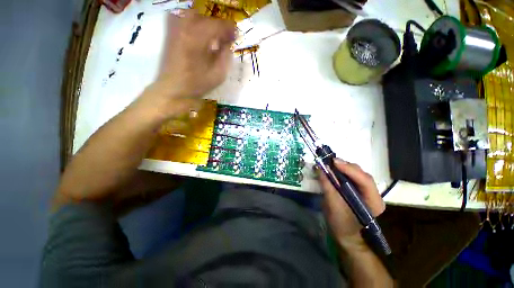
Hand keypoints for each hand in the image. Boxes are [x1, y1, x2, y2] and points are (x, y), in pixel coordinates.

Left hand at [141, 10, 235, 117]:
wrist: (174, 90)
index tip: (236, 36)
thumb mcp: (219, 74)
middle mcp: (185, 27)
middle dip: (218, 26)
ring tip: (213, 37)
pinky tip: (199, 35)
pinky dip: (194, 23)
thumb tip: (228, 44)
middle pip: (206, 17)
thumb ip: (226, 56)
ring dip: (206, 23)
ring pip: (194, 15)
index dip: (229, 29)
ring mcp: (175, 28)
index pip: (217, 25)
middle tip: (225, 38)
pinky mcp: (170, 33)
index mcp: (198, 38)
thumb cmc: (198, 85)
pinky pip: (182, 18)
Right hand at [319, 159, 384, 246]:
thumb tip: (320, 168)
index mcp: (373, 201)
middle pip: (361, 174)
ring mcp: (367, 191)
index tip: (333, 161)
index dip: (349, 169)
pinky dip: (342, 171)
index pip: (365, 180)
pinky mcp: (359, 189)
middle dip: (345, 166)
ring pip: (357, 173)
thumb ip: (327, 185)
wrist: (344, 234)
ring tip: (330, 164)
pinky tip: (333, 169)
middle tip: (330, 161)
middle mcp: (374, 194)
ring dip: (343, 167)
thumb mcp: (332, 205)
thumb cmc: (340, 223)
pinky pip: (352, 176)